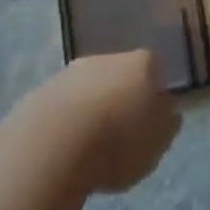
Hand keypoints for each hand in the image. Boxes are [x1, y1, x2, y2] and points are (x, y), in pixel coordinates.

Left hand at [28, 51, 181, 195]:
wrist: (51, 147)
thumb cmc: (117, 143)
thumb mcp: (157, 142)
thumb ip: (167, 124)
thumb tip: (169, 110)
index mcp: (141, 64)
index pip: (154, 69)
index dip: (153, 93)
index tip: (150, 120)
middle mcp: (106, 58)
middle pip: (119, 75)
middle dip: (121, 98)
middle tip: (121, 135)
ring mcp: (70, 73)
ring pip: (89, 90)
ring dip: (91, 111)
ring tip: (90, 149)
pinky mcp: (40, 93)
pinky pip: (61, 107)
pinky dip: (65, 123)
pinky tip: (64, 151)